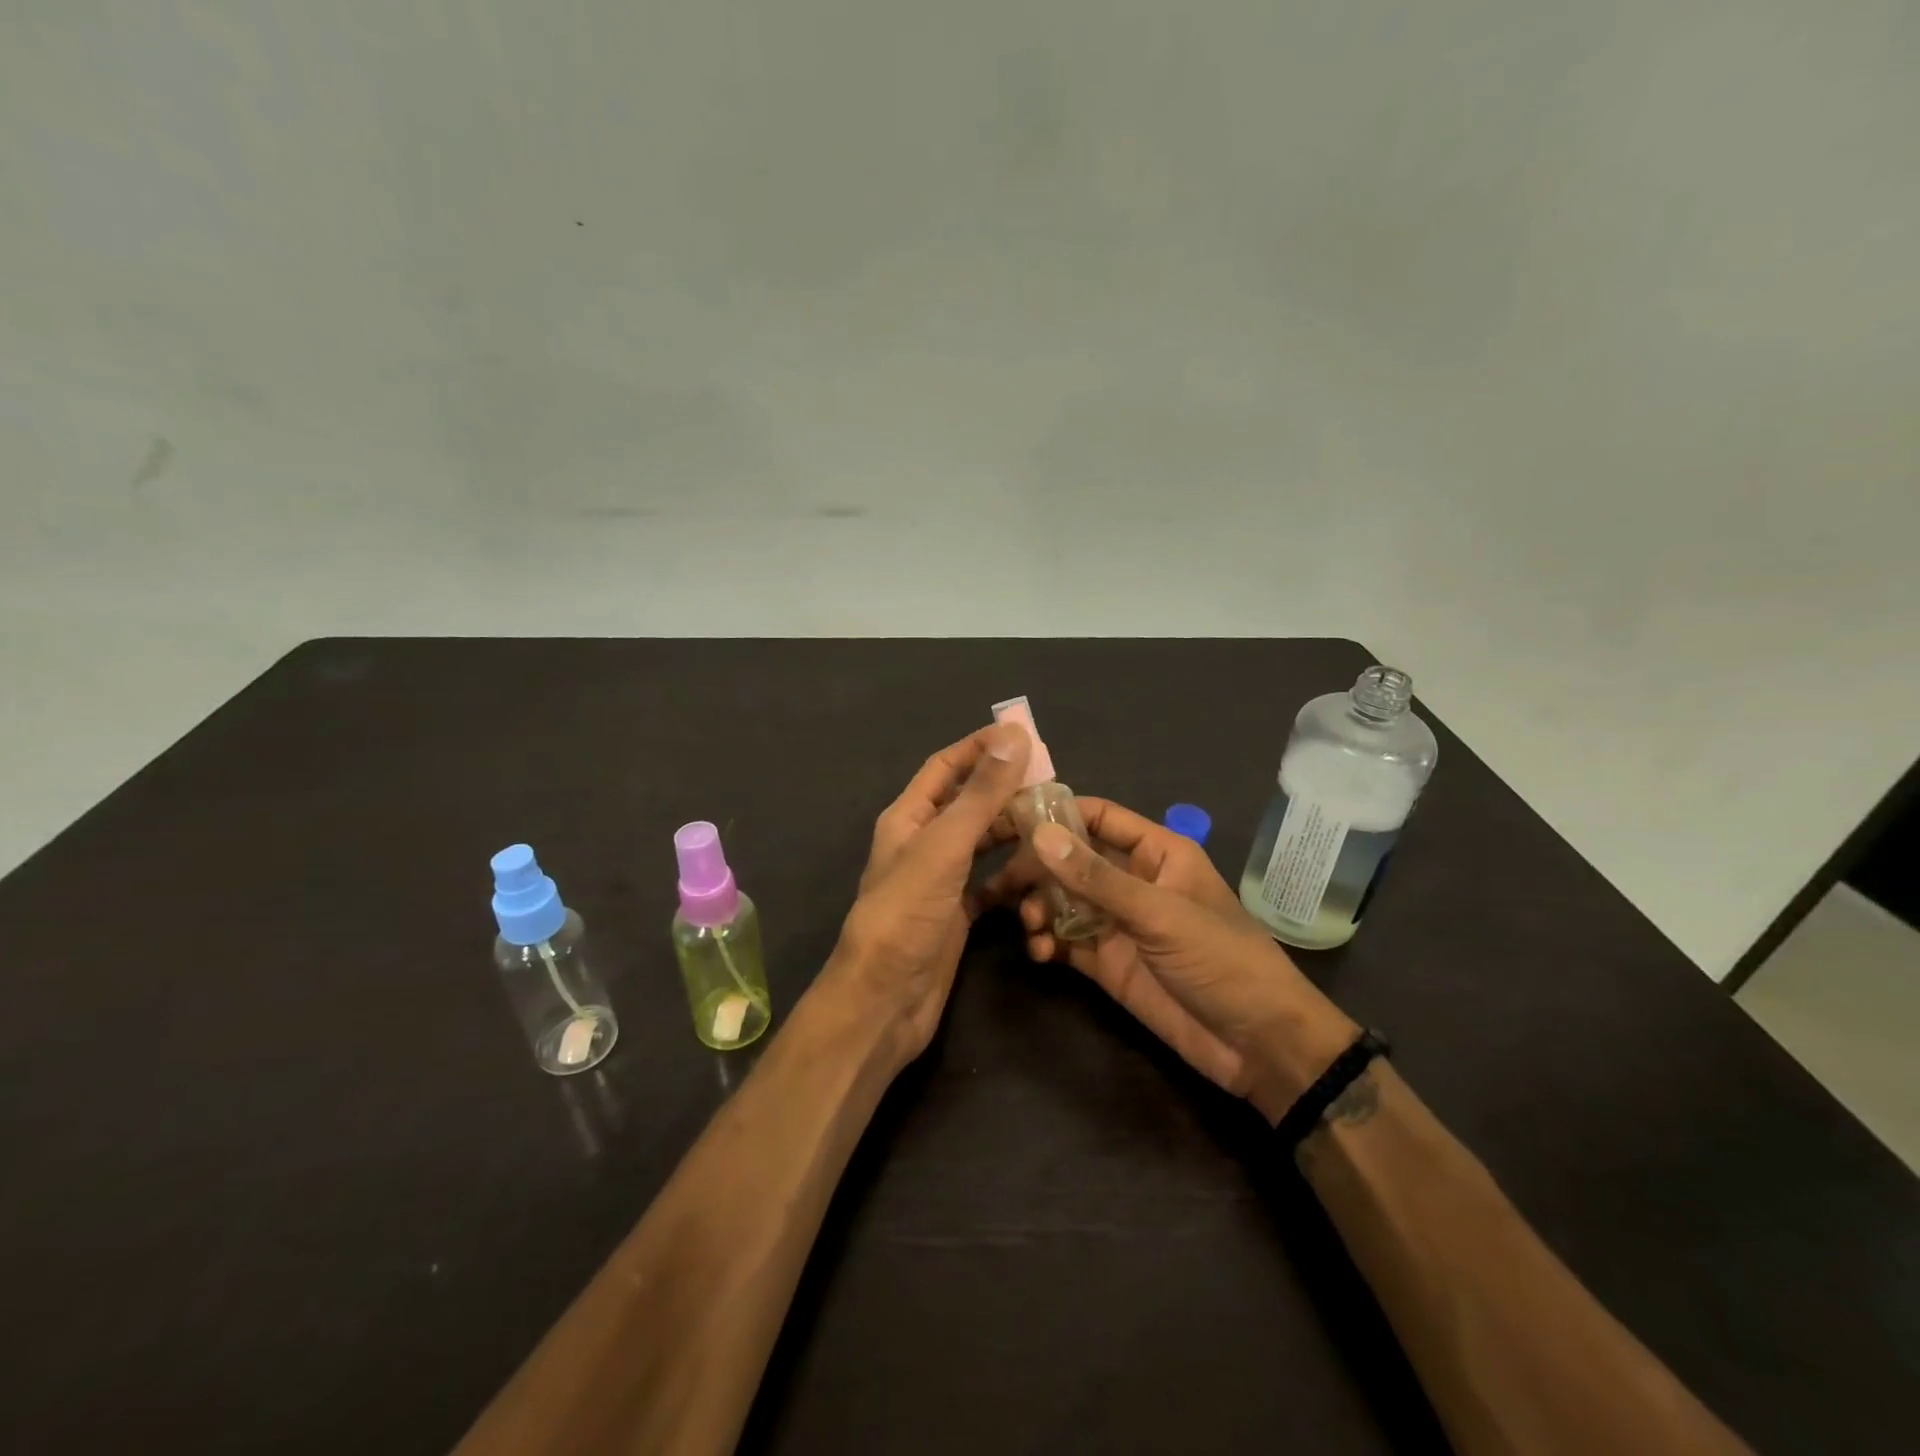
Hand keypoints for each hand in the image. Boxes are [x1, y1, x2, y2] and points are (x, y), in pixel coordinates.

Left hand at [826, 722, 1031, 1061]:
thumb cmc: (907, 915)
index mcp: (908, 818)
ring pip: (982, 844)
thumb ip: (980, 794)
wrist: (885, 1001)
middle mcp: (923, 843)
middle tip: (1053, 783)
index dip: (980, 747)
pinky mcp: (956, 915)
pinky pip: (990, 885)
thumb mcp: (944, 847)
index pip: (945, 766)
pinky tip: (1043, 874)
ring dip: (1012, 832)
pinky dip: (1013, 877)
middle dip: (1005, 790)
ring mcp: (940, 881)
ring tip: (1054, 824)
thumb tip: (1013, 735)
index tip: (1023, 734)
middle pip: (968, 803)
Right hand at [986, 798, 1355, 1120]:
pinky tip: (1040, 953)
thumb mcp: (1160, 914)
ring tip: (1028, 924)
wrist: (1258, 1045)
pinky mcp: (1108, 962)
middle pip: (1072, 859)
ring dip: (1038, 907)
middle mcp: (1133, 880)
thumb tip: (1039, 835)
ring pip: (1063, 900)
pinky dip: (1047, 942)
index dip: (1056, 815)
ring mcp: (1119, 922)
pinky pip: (1066, 940)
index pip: (1098, 817)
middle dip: (1036, 868)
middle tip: (1000, 884)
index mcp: (1157, 852)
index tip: (1008, 821)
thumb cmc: (1221, 961)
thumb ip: (1097, 878)